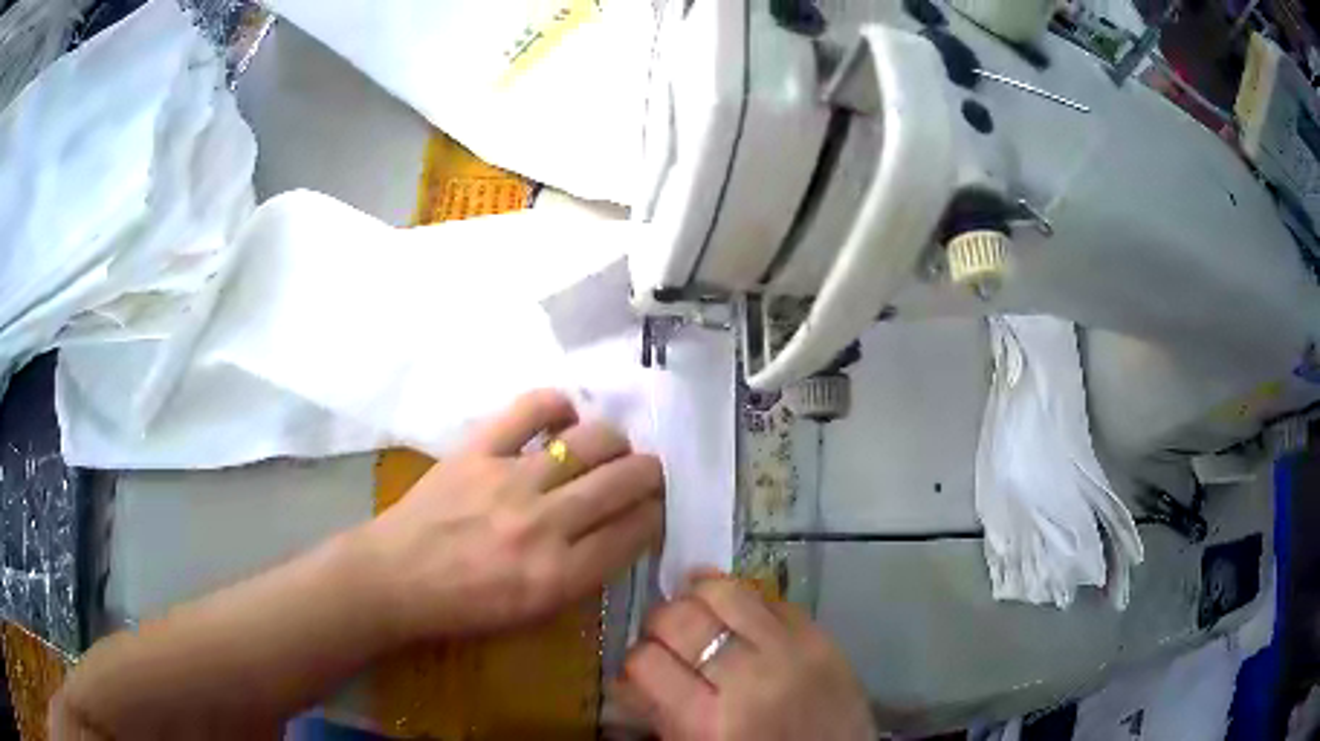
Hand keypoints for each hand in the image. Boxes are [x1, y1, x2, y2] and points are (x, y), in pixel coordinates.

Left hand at [364, 389, 663, 641]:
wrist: (397, 579)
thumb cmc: (465, 607)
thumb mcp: (535, 613)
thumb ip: (585, 575)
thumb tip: (620, 531)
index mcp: (560, 575)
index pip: (635, 530)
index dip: (655, 515)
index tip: (653, 509)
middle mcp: (545, 524)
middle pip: (624, 481)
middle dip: (650, 474)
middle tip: (646, 475)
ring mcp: (511, 480)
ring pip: (591, 441)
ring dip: (615, 442)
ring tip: (611, 449)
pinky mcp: (479, 449)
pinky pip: (531, 409)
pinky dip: (557, 405)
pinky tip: (565, 416)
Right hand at [619, 575, 874, 740]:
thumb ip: (660, 712)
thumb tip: (627, 675)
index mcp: (709, 722)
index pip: (645, 661)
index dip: (637, 659)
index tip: (645, 664)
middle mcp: (749, 680)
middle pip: (681, 618)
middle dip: (661, 620)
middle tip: (667, 634)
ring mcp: (791, 652)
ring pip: (726, 592)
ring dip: (700, 595)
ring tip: (698, 608)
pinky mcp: (822, 637)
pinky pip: (772, 599)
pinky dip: (748, 603)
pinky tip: (743, 616)